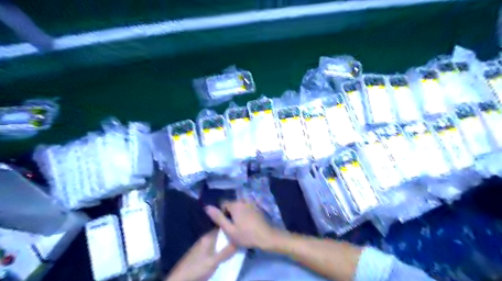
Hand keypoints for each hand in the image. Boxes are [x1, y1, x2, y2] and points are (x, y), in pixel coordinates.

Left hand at [165, 230, 234, 279]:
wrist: (179, 279)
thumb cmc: (197, 268)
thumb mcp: (213, 262)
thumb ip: (225, 252)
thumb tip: (238, 240)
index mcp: (208, 237)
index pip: (221, 227)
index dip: (230, 227)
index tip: (239, 227)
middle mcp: (204, 238)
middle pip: (219, 234)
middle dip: (228, 236)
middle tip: (239, 237)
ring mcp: (201, 246)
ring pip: (216, 241)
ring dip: (224, 243)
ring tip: (234, 245)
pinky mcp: (199, 253)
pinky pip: (212, 247)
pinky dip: (219, 248)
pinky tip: (223, 253)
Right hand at [205, 201, 281, 248]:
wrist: (266, 236)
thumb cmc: (246, 235)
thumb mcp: (229, 229)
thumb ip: (218, 218)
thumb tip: (207, 207)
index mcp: (235, 204)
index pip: (223, 204)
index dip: (222, 214)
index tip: (225, 225)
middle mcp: (243, 200)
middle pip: (231, 204)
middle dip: (229, 213)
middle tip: (232, 227)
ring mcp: (251, 203)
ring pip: (239, 206)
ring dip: (237, 213)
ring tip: (240, 225)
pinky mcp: (257, 207)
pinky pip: (246, 208)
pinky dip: (244, 213)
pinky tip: (247, 223)